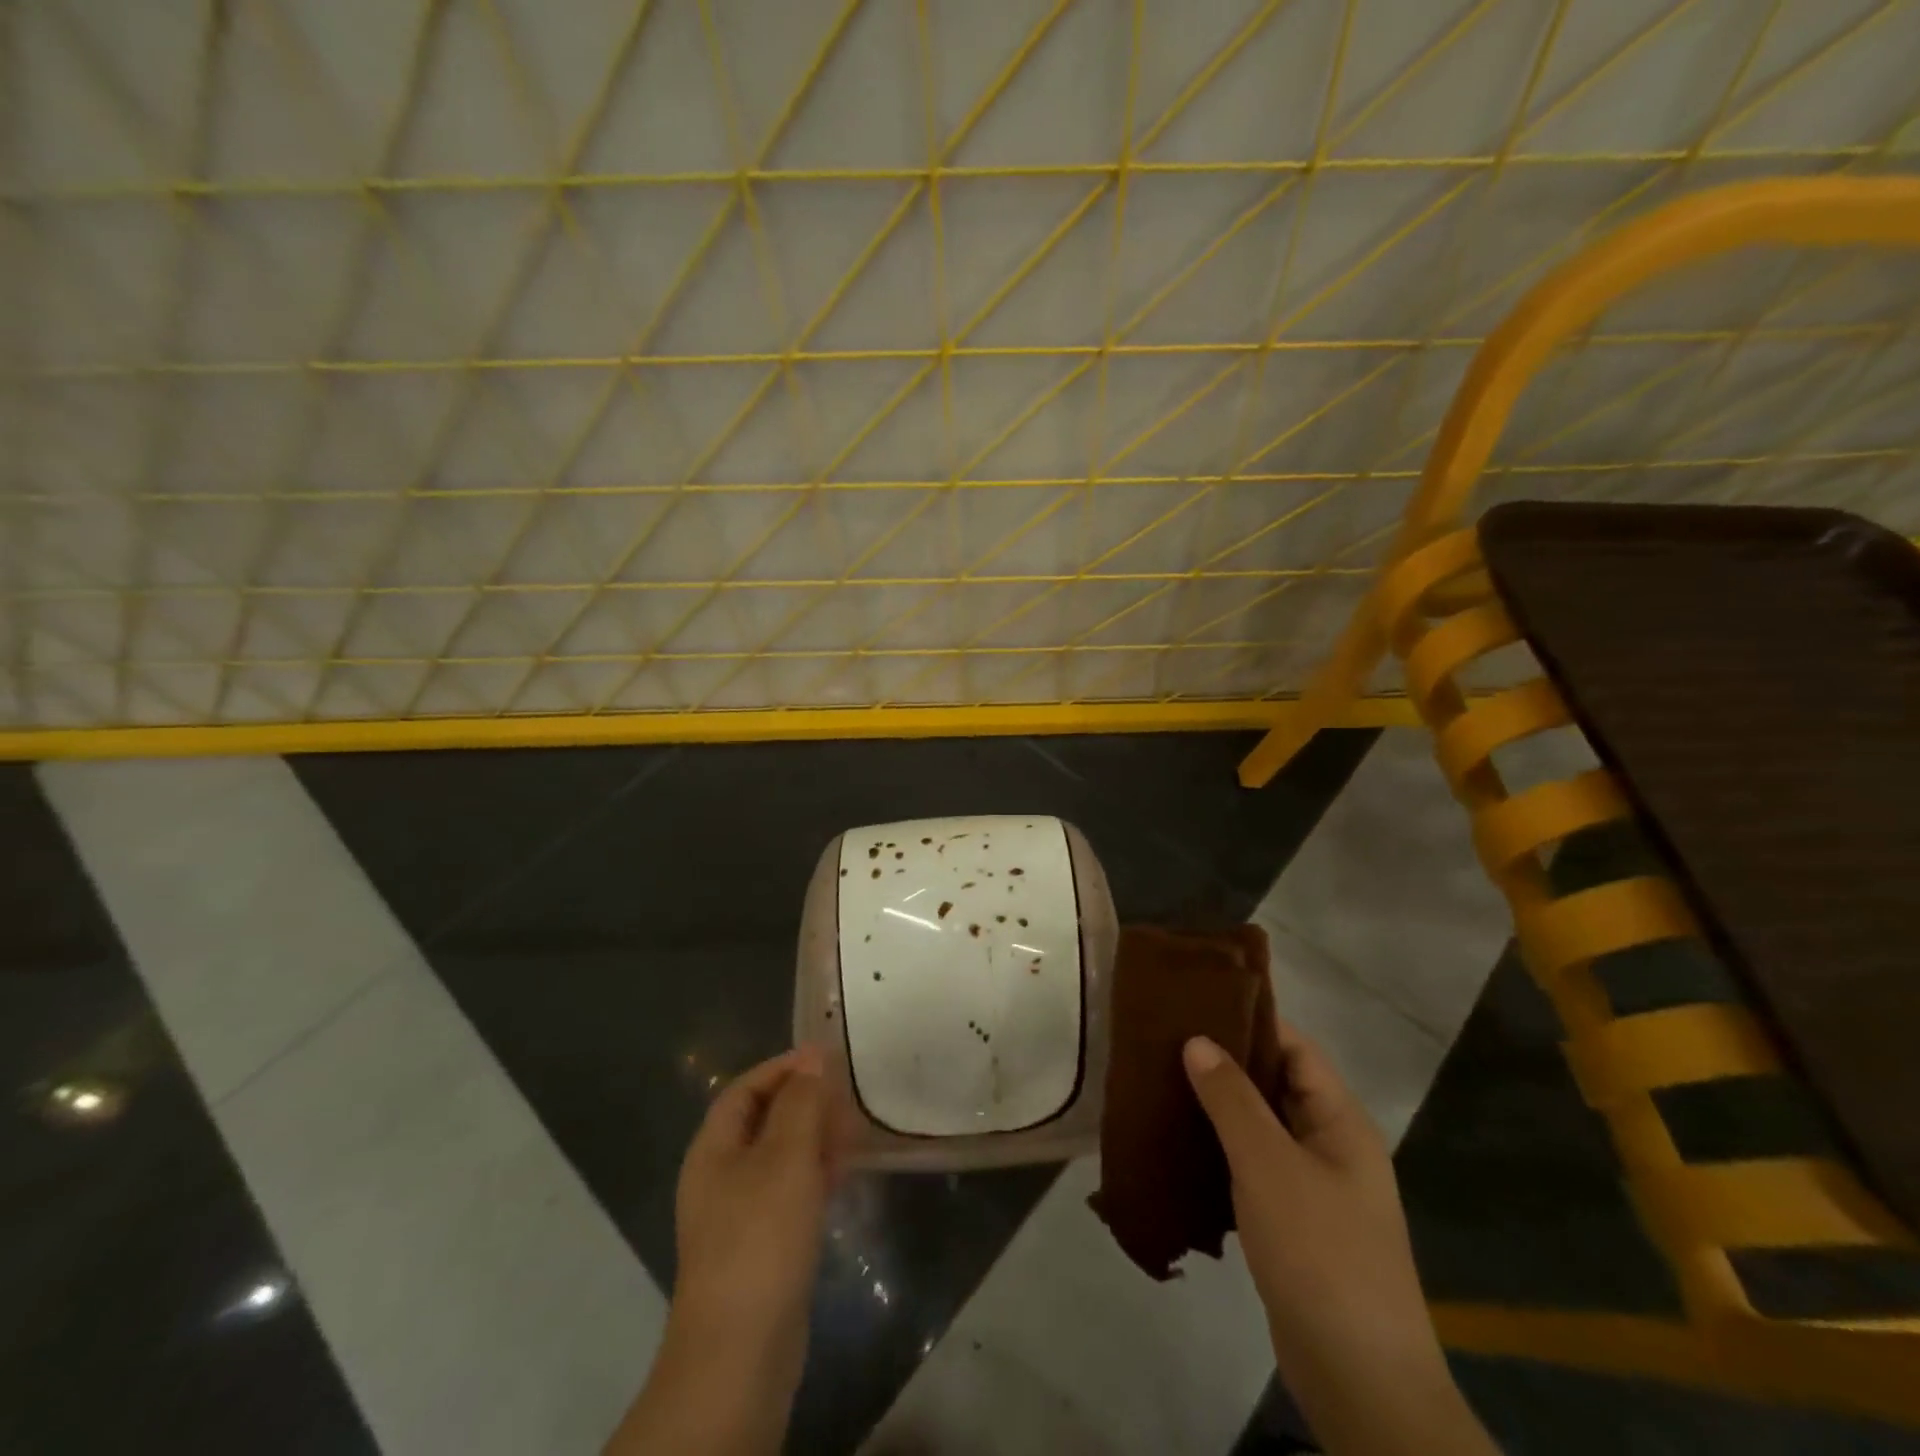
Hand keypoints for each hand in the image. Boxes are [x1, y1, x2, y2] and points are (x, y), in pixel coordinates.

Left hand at [605, 1047, 842, 1455]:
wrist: (740, 1353)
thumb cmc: (760, 1237)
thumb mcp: (785, 1157)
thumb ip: (801, 1102)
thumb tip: (812, 1055)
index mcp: (713, 1149)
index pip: (745, 1089)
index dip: (783, 1068)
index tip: (826, 1058)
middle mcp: (719, 1176)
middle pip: (762, 1121)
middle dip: (803, 1103)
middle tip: (846, 1097)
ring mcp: (738, 1215)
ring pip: (779, 1158)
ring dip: (813, 1139)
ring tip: (852, 1133)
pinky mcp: (760, 1247)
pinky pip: (787, 1193)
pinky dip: (813, 1176)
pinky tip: (842, 1177)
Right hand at [1184, 1028, 1494, 1455]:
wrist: (1360, 1381)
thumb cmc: (1319, 1253)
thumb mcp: (1268, 1165)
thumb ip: (1231, 1098)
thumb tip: (1197, 1039)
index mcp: (1341, 1121)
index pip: (1295, 1048)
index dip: (1250, 1021)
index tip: (1195, 1004)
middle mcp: (1331, 1146)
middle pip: (1276, 1084)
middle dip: (1225, 1063)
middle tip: (1165, 1042)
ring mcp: (1315, 1188)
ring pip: (1261, 1128)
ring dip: (1218, 1108)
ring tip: (1162, 1084)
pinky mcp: (1295, 1225)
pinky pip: (1253, 1168)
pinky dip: (1220, 1151)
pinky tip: (1179, 1146)